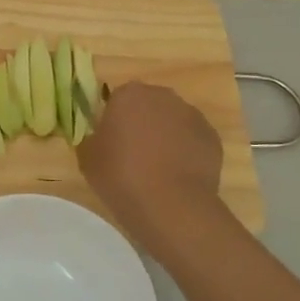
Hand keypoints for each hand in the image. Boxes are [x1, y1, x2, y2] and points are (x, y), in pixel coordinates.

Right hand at [77, 82, 225, 243]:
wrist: (171, 205)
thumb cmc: (121, 177)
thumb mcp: (87, 158)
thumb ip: (92, 137)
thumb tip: (100, 134)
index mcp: (129, 95)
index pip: (118, 99)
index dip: (114, 121)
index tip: (111, 144)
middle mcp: (163, 96)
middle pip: (148, 106)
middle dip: (142, 124)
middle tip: (133, 156)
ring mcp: (192, 115)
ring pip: (173, 122)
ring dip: (165, 137)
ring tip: (158, 170)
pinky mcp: (212, 137)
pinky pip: (192, 140)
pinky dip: (186, 152)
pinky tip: (178, 177)